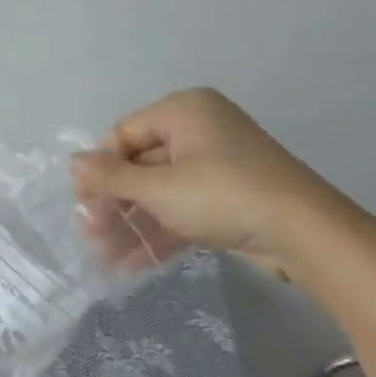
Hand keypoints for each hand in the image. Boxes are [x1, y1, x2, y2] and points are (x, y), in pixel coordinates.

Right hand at [72, 88, 334, 276]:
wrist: (302, 232)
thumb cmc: (222, 195)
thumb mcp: (159, 187)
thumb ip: (111, 177)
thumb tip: (72, 164)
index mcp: (183, 111)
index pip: (123, 134)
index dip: (100, 169)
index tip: (82, 204)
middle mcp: (198, 131)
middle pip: (139, 165)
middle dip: (114, 204)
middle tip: (90, 235)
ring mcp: (214, 166)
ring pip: (159, 193)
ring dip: (131, 225)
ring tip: (105, 258)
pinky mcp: (226, 198)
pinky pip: (181, 210)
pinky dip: (159, 233)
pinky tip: (132, 265)